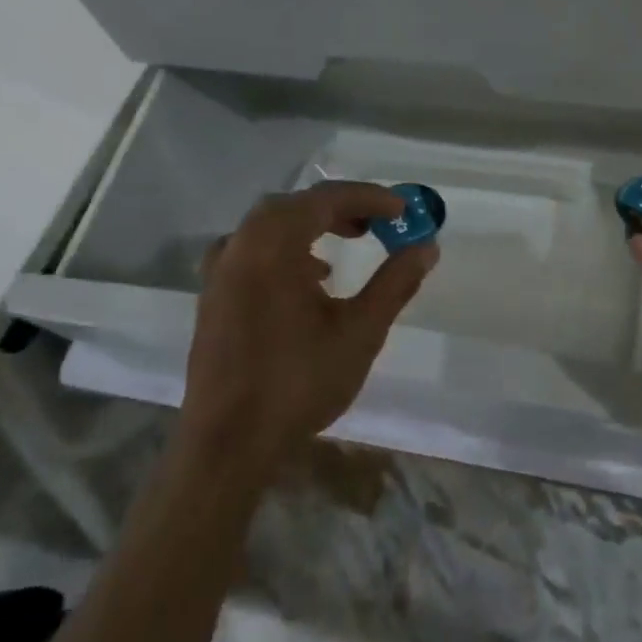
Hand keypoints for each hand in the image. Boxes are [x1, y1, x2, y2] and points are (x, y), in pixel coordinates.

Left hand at [181, 180, 437, 473]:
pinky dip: (285, 248)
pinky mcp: (213, 296)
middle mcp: (240, 246)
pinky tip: (308, 280)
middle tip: (378, 223)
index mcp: (272, 246)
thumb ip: (395, 283)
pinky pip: (252, 250)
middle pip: (294, 206)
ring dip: (311, 225)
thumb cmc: (298, 383)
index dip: (370, 198)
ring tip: (347, 245)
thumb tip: (427, 248)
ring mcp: (220, 272)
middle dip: (340, 207)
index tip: (404, 210)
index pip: (325, 199)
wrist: (228, 443)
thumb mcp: (360, 332)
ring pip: (270, 226)